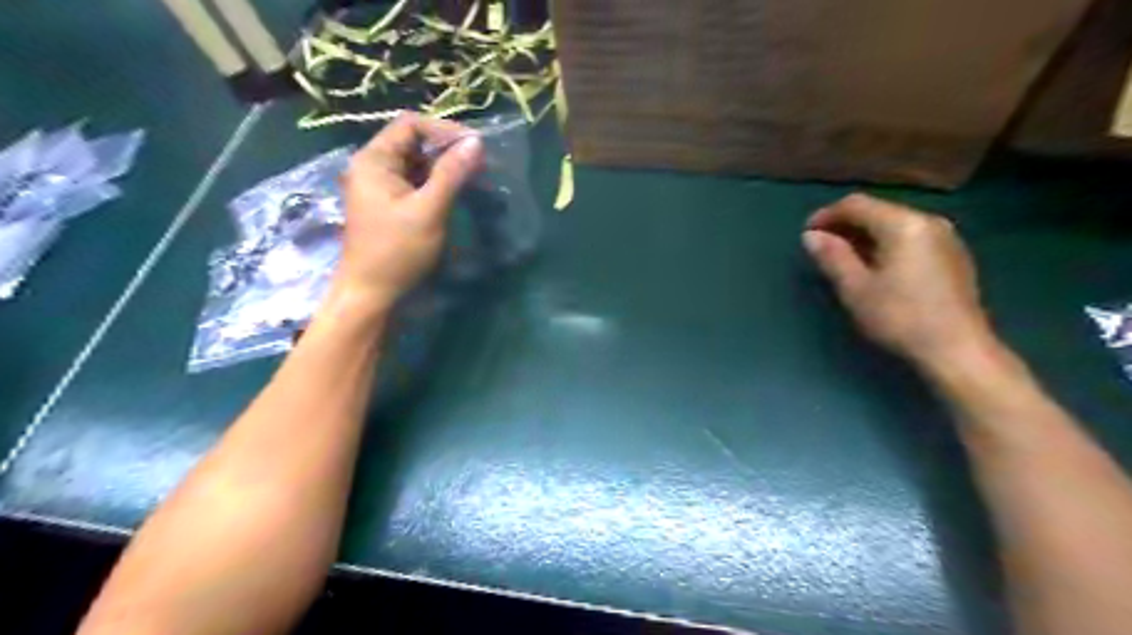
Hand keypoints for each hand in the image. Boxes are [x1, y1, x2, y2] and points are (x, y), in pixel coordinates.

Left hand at [331, 113, 482, 317]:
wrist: (371, 293)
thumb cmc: (397, 251)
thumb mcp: (428, 210)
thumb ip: (451, 174)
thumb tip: (476, 142)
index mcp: (374, 160)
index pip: (410, 125)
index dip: (444, 130)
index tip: (475, 146)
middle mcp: (373, 166)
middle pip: (413, 142)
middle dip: (447, 148)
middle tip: (479, 163)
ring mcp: (379, 186)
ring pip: (416, 163)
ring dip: (444, 167)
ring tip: (473, 177)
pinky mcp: (388, 203)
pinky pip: (414, 182)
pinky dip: (436, 183)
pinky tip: (455, 192)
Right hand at [805, 195, 992, 368]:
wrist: (958, 349)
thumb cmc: (900, 317)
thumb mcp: (856, 288)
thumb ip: (832, 256)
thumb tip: (811, 235)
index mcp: (903, 224)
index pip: (857, 205)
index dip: (826, 215)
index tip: (807, 234)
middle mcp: (928, 221)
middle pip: (878, 211)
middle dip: (845, 225)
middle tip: (822, 247)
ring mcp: (945, 237)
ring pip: (894, 224)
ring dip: (865, 235)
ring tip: (843, 257)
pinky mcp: (952, 255)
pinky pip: (910, 237)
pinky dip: (885, 244)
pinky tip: (875, 266)